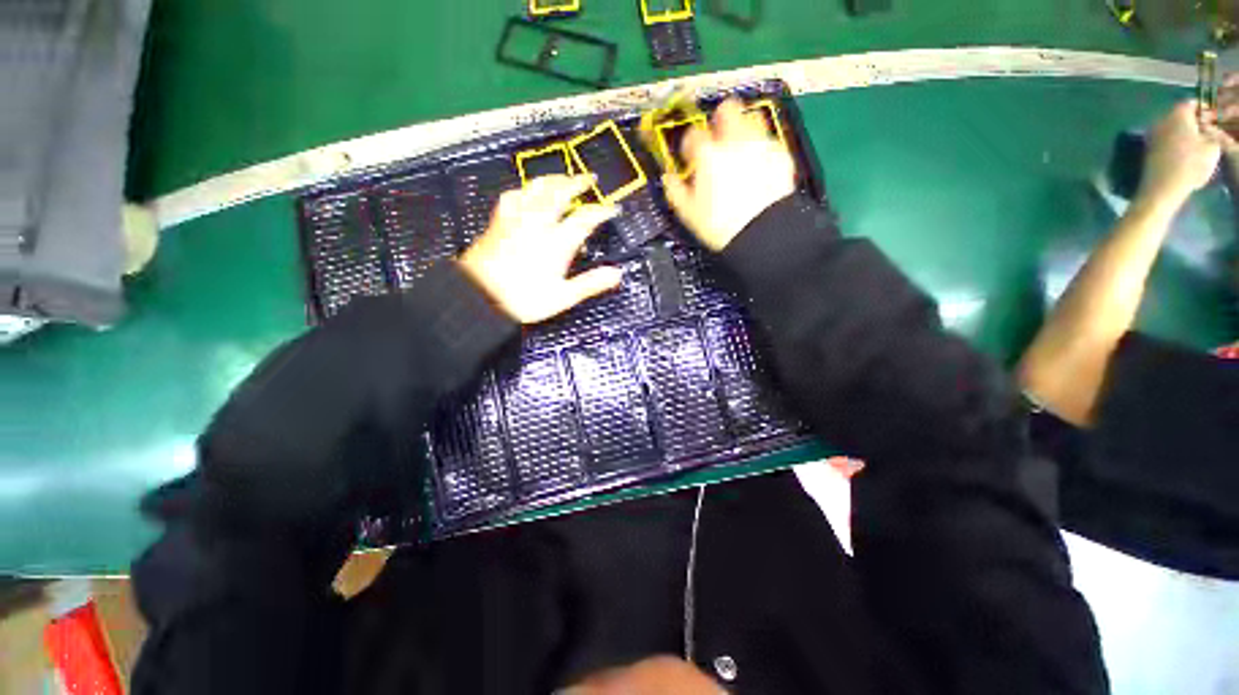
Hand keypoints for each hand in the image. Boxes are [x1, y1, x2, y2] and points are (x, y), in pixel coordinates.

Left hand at [459, 175, 621, 323]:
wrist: (479, 297)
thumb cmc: (522, 299)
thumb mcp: (563, 296)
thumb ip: (591, 283)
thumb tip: (616, 274)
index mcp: (556, 242)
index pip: (585, 219)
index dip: (601, 212)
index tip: (612, 209)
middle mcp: (537, 224)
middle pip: (560, 193)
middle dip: (578, 183)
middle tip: (589, 179)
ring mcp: (516, 220)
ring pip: (536, 189)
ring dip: (553, 180)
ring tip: (562, 177)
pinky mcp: (499, 222)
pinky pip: (513, 196)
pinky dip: (524, 190)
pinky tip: (525, 191)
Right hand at [663, 98, 796, 250]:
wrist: (761, 232)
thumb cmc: (721, 225)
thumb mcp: (689, 213)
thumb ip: (675, 190)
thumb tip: (668, 179)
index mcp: (708, 155)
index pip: (693, 135)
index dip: (689, 145)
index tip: (691, 157)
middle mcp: (734, 142)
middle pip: (727, 109)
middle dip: (720, 119)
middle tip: (717, 138)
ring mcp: (760, 145)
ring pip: (752, 118)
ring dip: (743, 128)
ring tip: (740, 150)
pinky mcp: (780, 155)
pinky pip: (768, 141)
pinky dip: (761, 149)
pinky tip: (758, 167)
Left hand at [1137, 100, 1232, 208]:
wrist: (1162, 187)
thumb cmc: (1191, 164)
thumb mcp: (1213, 146)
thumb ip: (1213, 133)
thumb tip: (1210, 129)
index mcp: (1178, 113)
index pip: (1193, 104)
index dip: (1205, 110)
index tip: (1214, 119)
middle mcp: (1162, 119)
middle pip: (1181, 115)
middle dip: (1195, 121)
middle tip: (1207, 131)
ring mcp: (1152, 134)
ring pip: (1173, 128)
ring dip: (1185, 132)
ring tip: (1198, 143)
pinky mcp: (1148, 148)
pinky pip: (1166, 140)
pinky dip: (1176, 143)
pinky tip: (1184, 153)